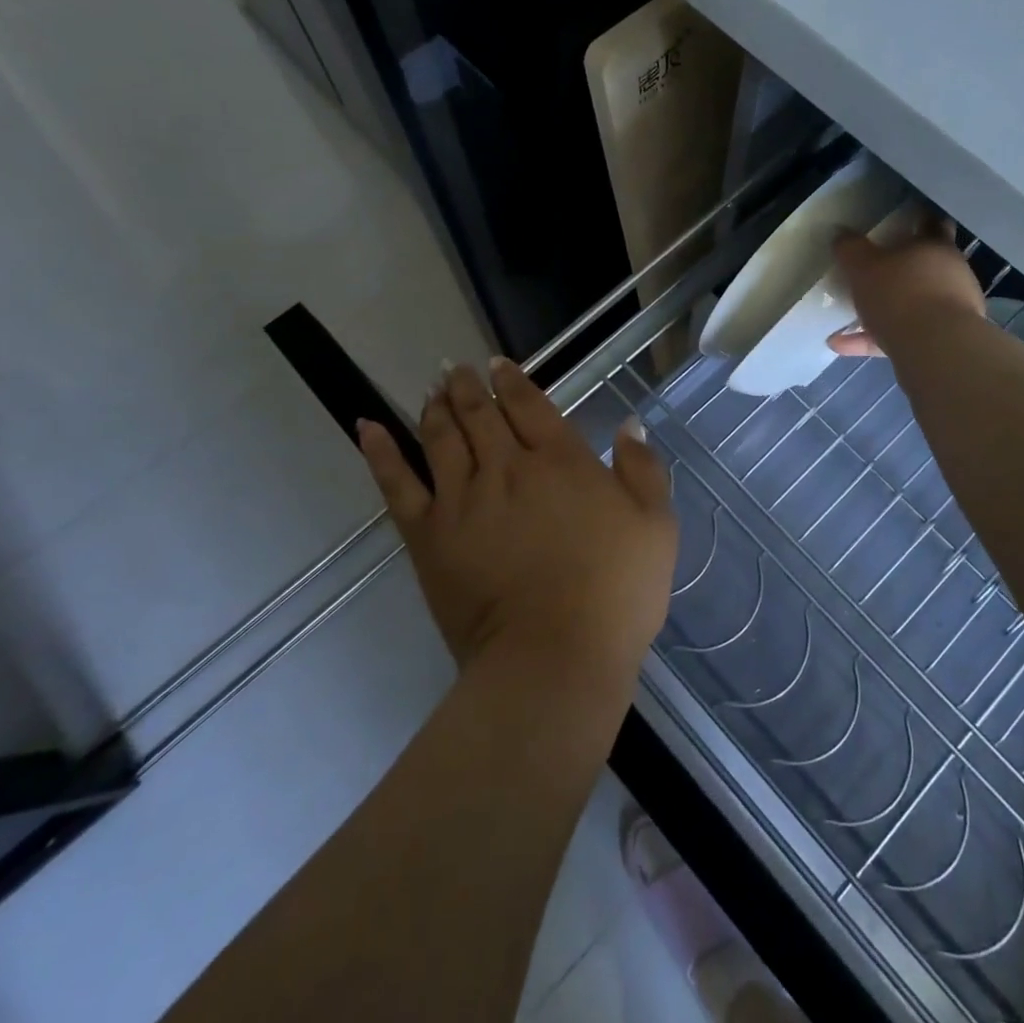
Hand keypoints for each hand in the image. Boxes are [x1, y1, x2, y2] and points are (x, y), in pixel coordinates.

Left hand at [358, 360, 677, 696]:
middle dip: (468, 386)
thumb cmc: (615, 592)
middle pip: (480, 414)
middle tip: (457, 368)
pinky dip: (381, 452)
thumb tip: (628, 424)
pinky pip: (397, 484)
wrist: (554, 657)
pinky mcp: (428, 536)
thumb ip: (642, 469)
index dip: (513, 380)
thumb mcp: (655, 526)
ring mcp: (462, 499)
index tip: (499, 365)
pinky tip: (368, 427)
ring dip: (435, 406)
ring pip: (440, 437)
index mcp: (560, 460)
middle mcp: (506, 467)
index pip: (529, 405)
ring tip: (432, 388)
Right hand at [827, 217, 985, 357]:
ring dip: (883, 310)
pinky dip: (873, 338)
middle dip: (899, 270)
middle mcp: (950, 275)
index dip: (918, 219)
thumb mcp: (863, 266)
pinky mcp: (941, 342)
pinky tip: (841, 344)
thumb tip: (840, 234)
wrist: (936, 349)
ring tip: (846, 318)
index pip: (930, 224)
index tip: (903, 219)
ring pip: (911, 305)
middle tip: (871, 271)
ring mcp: (950, 311)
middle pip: (923, 267)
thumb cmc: (901, 294)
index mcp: (935, 247)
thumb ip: (850, 249)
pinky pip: (901, 335)